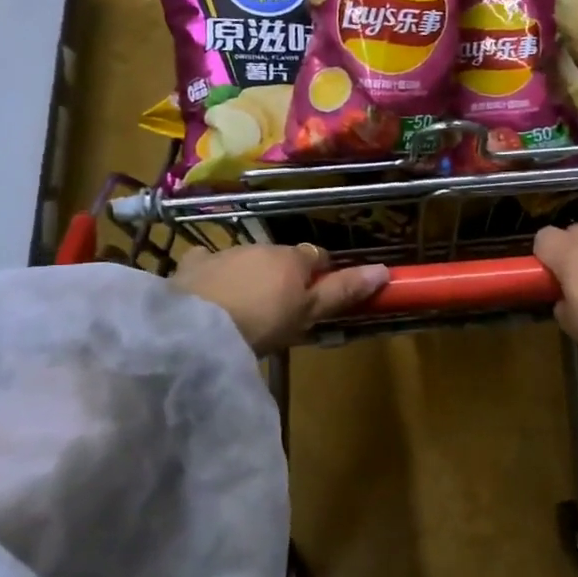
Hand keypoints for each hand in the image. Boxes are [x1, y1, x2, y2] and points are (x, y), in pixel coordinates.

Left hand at [173, 243, 388, 353]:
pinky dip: (213, 271)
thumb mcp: (309, 313)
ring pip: (247, 258)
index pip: (318, 257)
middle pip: (281, 257)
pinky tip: (210, 290)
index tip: (319, 296)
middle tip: (281, 309)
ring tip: (245, 306)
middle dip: (284, 276)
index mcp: (292, 258)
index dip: (322, 275)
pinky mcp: (194, 264)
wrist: (197, 329)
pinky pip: (208, 261)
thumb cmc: (262, 322)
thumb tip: (383, 269)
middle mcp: (261, 247)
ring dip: (251, 274)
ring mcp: (225, 252)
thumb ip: (343, 291)